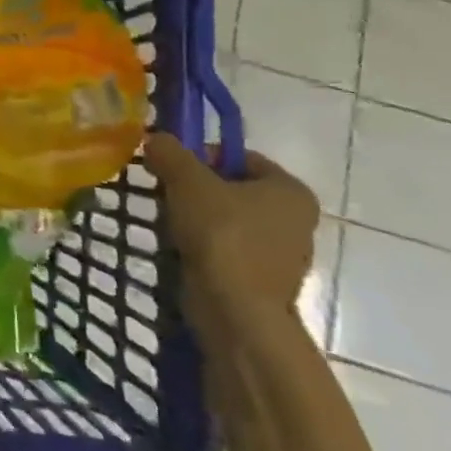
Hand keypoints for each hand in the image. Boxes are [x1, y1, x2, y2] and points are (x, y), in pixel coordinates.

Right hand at [144, 133, 318, 339]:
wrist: (236, 312)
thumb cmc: (222, 236)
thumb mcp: (188, 181)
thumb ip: (170, 152)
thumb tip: (154, 139)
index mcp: (290, 189)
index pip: (239, 156)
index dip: (199, 156)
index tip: (170, 170)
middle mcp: (296, 219)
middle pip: (232, 188)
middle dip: (195, 189)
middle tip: (165, 195)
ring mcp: (282, 254)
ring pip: (227, 220)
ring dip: (196, 218)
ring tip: (168, 224)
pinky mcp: (263, 281)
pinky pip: (227, 249)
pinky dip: (203, 246)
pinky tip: (180, 250)